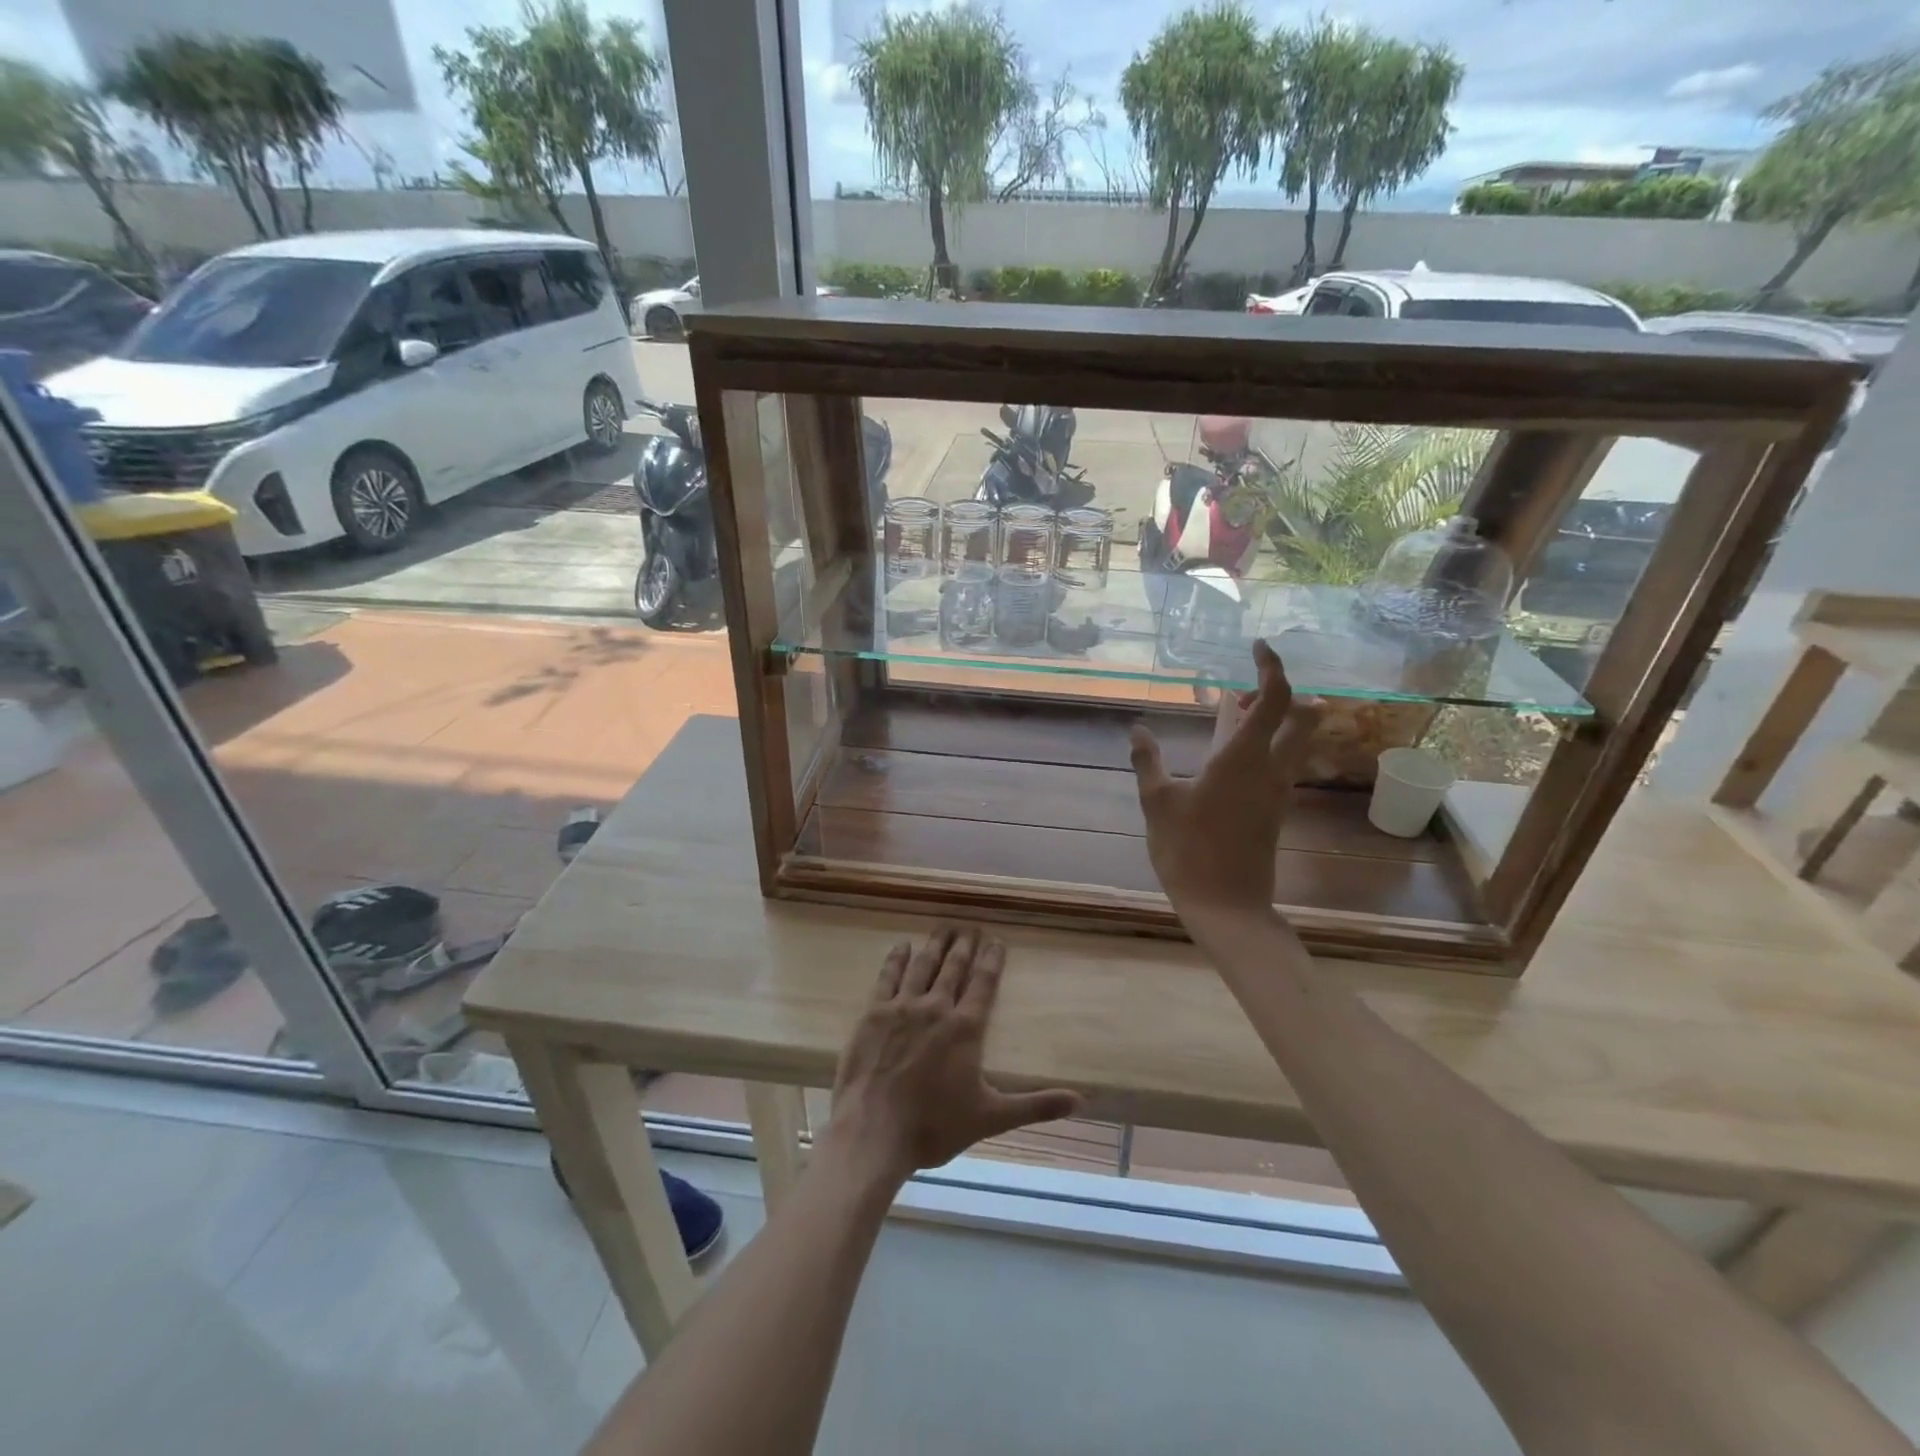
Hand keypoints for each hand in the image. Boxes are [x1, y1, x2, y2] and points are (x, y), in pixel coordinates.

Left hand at [823, 927, 1082, 1183]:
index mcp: (965, 1028)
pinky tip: (902, 946)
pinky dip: (896, 959)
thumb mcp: (991, 1117)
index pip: (983, 983)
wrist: (874, 1132)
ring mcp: (902, 1007)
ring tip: (944, 926)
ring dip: (935, 944)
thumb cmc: (935, 1126)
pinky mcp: (873, 1013)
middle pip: (953, 967)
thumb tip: (1080, 1101)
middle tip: (970, 925)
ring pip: (923, 965)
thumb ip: (1035, 1105)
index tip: (996, 940)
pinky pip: (888, 977)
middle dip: (964, 944)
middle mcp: (936, 1007)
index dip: (991, 959)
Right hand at [1129, 640, 1321, 924]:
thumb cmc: (1188, 850)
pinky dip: (1264, 744)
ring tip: (1234, 713)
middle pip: (1301, 716)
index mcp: (1243, 757)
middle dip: (1280, 692)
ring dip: (1274, 719)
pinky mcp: (1274, 809)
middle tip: (1244, 690)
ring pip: (1293, 740)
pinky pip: (1280, 761)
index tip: (1257, 646)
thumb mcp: (1157, 802)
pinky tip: (1232, 753)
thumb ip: (1148, 761)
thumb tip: (1137, 729)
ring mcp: (1277, 790)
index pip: (1275, 698)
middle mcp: (1270, 767)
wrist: (1226, 905)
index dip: (1271, 666)